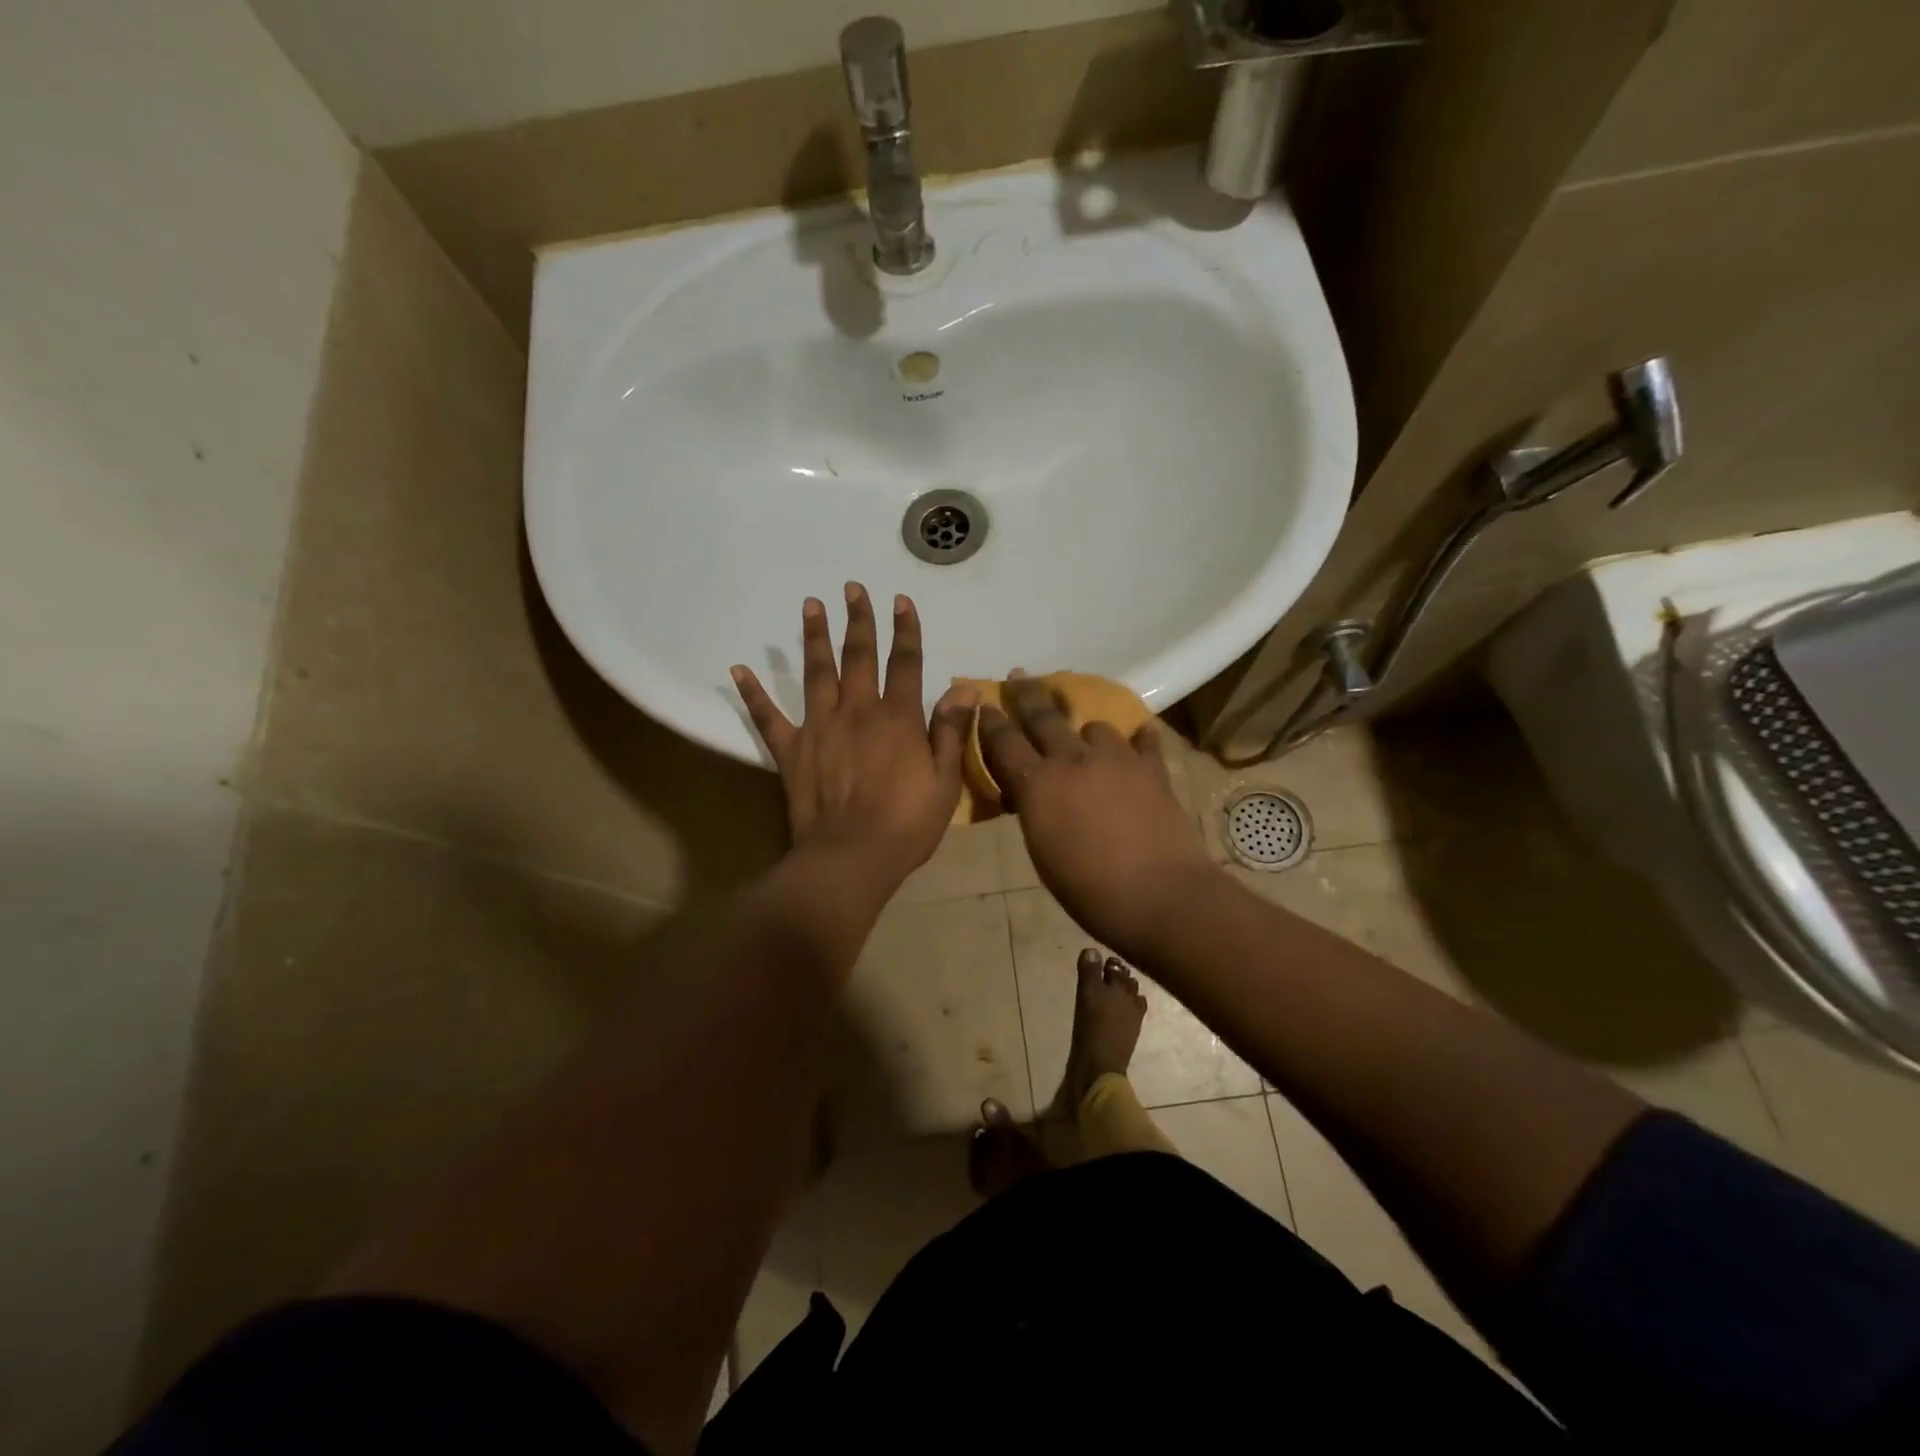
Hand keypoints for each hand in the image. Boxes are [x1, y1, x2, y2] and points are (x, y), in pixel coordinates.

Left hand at [733, 585, 976, 891]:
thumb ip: (949, 731)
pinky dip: (753, 693)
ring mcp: (820, 727)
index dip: (906, 630)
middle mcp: (858, 711)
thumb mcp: (944, 781)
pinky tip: (738, 670)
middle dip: (859, 619)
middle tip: (853, 587)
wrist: (851, 857)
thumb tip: (963, 687)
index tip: (901, 600)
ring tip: (811, 604)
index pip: (906, 663)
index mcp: (898, 718)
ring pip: (817, 672)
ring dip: (815, 637)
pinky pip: (768, 717)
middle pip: (859, 656)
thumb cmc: (906, 824)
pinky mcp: (791, 750)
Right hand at [980, 674, 1218, 959]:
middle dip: (1027, 694)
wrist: (1160, 895)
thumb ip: (1033, 811)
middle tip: (1019, 675)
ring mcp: (1117, 760)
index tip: (984, 702)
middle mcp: (1074, 760)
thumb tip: (1030, 794)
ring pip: (1095, 727)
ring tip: (1085, 735)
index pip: (1005, 743)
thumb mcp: (1042, 852)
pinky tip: (1139, 738)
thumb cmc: (1089, 889)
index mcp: (1039, 784)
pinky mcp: (1153, 769)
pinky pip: (1143, 741)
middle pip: (1044, 716)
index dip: (991, 721)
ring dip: (1084, 729)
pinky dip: (1137, 739)